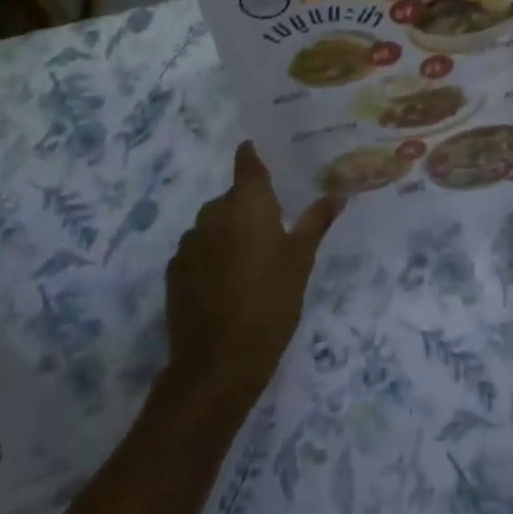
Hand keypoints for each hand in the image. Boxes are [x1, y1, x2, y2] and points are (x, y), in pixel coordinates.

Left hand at [164, 143, 344, 406]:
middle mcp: (214, 212)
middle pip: (232, 198)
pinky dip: (211, 257)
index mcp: (247, 202)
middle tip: (272, 228)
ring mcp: (189, 242)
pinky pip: (198, 251)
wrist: (218, 362)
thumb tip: (338, 194)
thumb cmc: (270, 300)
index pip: (247, 162)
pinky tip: (225, 283)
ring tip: (250, 261)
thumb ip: (316, 222)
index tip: (257, 151)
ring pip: (213, 225)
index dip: (252, 155)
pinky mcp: (174, 272)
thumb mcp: (301, 260)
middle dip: (248, 207)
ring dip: (228, 233)